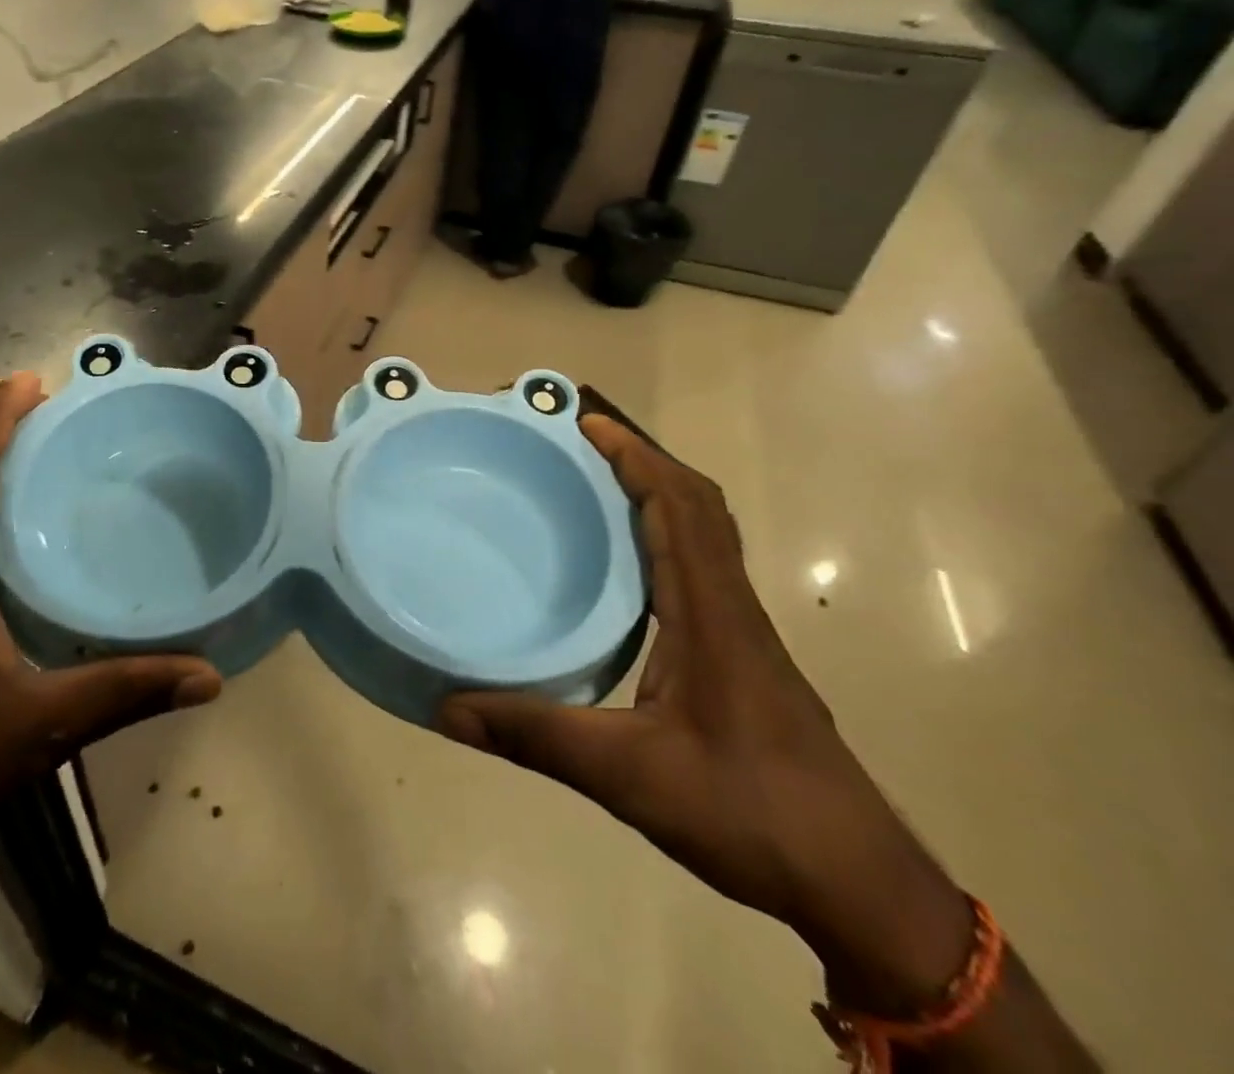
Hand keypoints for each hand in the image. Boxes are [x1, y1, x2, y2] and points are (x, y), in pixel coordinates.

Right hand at [438, 416, 972, 1013]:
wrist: (859, 885)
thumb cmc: (748, 813)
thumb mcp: (626, 776)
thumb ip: (535, 736)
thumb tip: (448, 709)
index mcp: (710, 615)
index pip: (680, 507)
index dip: (635, 456)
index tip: (585, 422)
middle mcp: (731, 609)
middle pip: (698, 506)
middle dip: (643, 461)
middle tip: (580, 444)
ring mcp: (743, 634)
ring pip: (705, 535)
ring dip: (658, 495)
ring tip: (594, 487)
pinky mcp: (744, 658)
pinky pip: (702, 570)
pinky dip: (666, 537)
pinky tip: (625, 568)